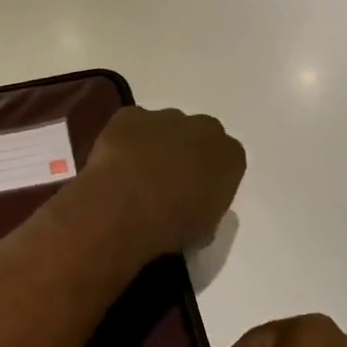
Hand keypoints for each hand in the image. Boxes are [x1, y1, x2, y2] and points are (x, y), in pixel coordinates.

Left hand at [73, 106, 244, 260]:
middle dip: (187, 152)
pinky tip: (117, 164)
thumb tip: (195, 206)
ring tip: (137, 175)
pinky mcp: (130, 115)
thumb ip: (207, 208)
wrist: (126, 208)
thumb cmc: (172, 225)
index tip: (197, 195)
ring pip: (165, 126)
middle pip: (200, 135)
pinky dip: (126, 139)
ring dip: (156, 144)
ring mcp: (165, 117)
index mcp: (230, 156)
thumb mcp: (204, 231)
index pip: (228, 161)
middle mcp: (203, 128)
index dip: (210, 177)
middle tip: (169, 182)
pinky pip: (132, 124)